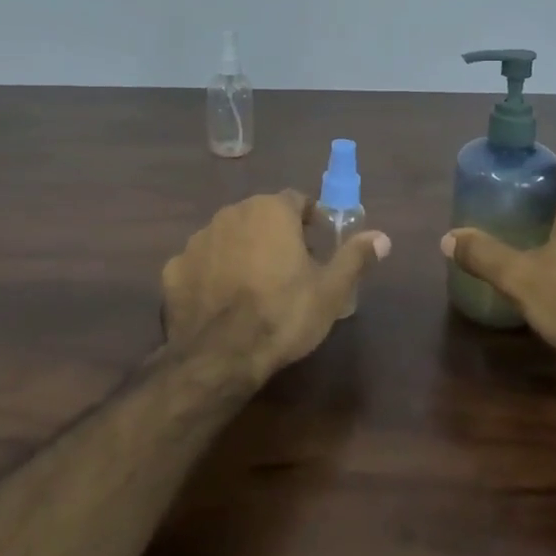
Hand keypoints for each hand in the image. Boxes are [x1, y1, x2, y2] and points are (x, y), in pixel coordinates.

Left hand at [162, 191, 390, 379]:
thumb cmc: (283, 314)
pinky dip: (210, 275)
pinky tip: (220, 303)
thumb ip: (355, 257)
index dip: (310, 219)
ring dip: (242, 251)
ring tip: (254, 288)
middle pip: (260, 215)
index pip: (296, 200)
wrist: (219, 355)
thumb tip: (383, 237)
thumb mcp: (330, 290)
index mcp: (270, 210)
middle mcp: (231, 213)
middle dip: (275, 234)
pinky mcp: (173, 268)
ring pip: (228, 237)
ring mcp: (198, 239)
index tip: (317, 244)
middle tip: (290, 269)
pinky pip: (200, 263)